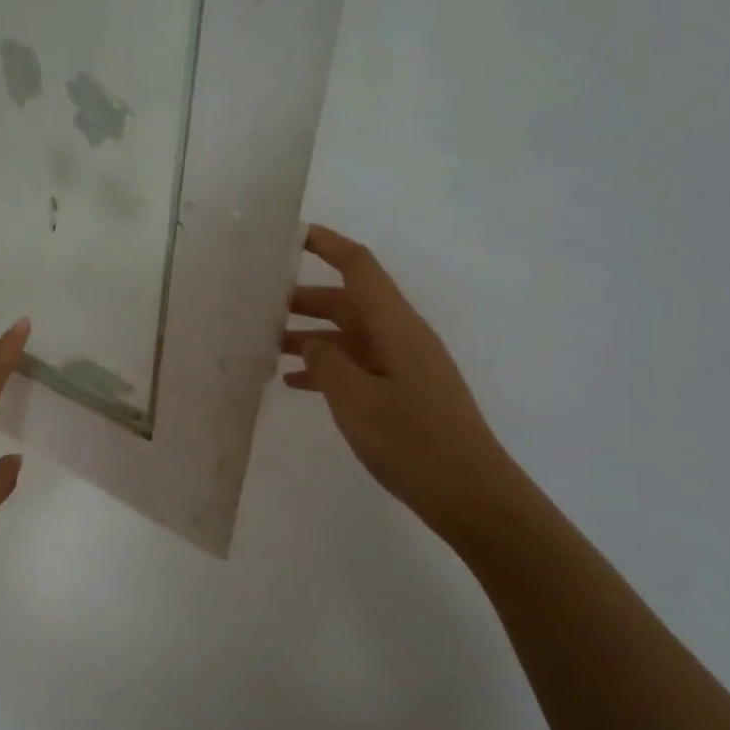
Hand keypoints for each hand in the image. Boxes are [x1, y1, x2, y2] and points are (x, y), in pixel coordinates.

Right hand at [283, 225, 515, 542]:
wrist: (470, 494)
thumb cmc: (412, 440)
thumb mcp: (355, 398)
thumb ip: (325, 361)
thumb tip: (311, 341)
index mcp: (395, 324)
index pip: (358, 266)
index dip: (327, 245)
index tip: (292, 235)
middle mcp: (401, 335)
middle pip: (349, 302)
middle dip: (305, 299)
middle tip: (260, 307)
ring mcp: (404, 365)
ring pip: (349, 336)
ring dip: (311, 337)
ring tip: (266, 347)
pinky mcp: (404, 393)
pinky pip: (358, 366)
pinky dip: (328, 368)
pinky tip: (295, 383)